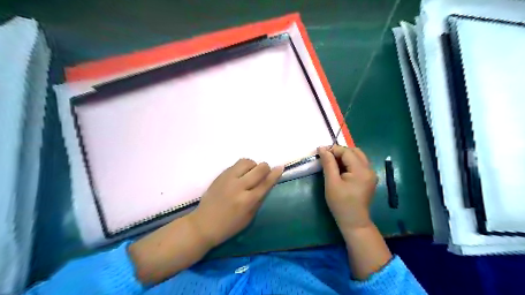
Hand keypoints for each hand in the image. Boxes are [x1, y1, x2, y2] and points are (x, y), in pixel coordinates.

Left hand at [187, 159, 282, 245]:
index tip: (281, 167)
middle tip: (264, 173)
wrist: (203, 224)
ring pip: (246, 161)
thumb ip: (259, 200)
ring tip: (250, 174)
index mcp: (247, 201)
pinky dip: (242, 168)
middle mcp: (239, 186)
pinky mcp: (220, 175)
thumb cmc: (229, 226)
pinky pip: (236, 165)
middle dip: (265, 168)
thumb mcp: (249, 218)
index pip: (265, 183)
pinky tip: (239, 176)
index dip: (275, 174)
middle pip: (258, 169)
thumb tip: (267, 184)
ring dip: (253, 166)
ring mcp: (228, 178)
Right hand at [315, 145, 377, 232]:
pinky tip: (341, 170)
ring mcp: (371, 174)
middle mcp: (369, 169)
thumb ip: (328, 164)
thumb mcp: (331, 182)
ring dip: (345, 156)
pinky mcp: (369, 179)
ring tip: (332, 163)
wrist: (353, 222)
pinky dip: (349, 163)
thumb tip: (322, 148)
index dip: (333, 149)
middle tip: (327, 158)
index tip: (320, 152)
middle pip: (355, 151)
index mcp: (361, 170)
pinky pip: (359, 164)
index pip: (347, 152)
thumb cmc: (340, 203)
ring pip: (358, 157)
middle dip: (340, 152)